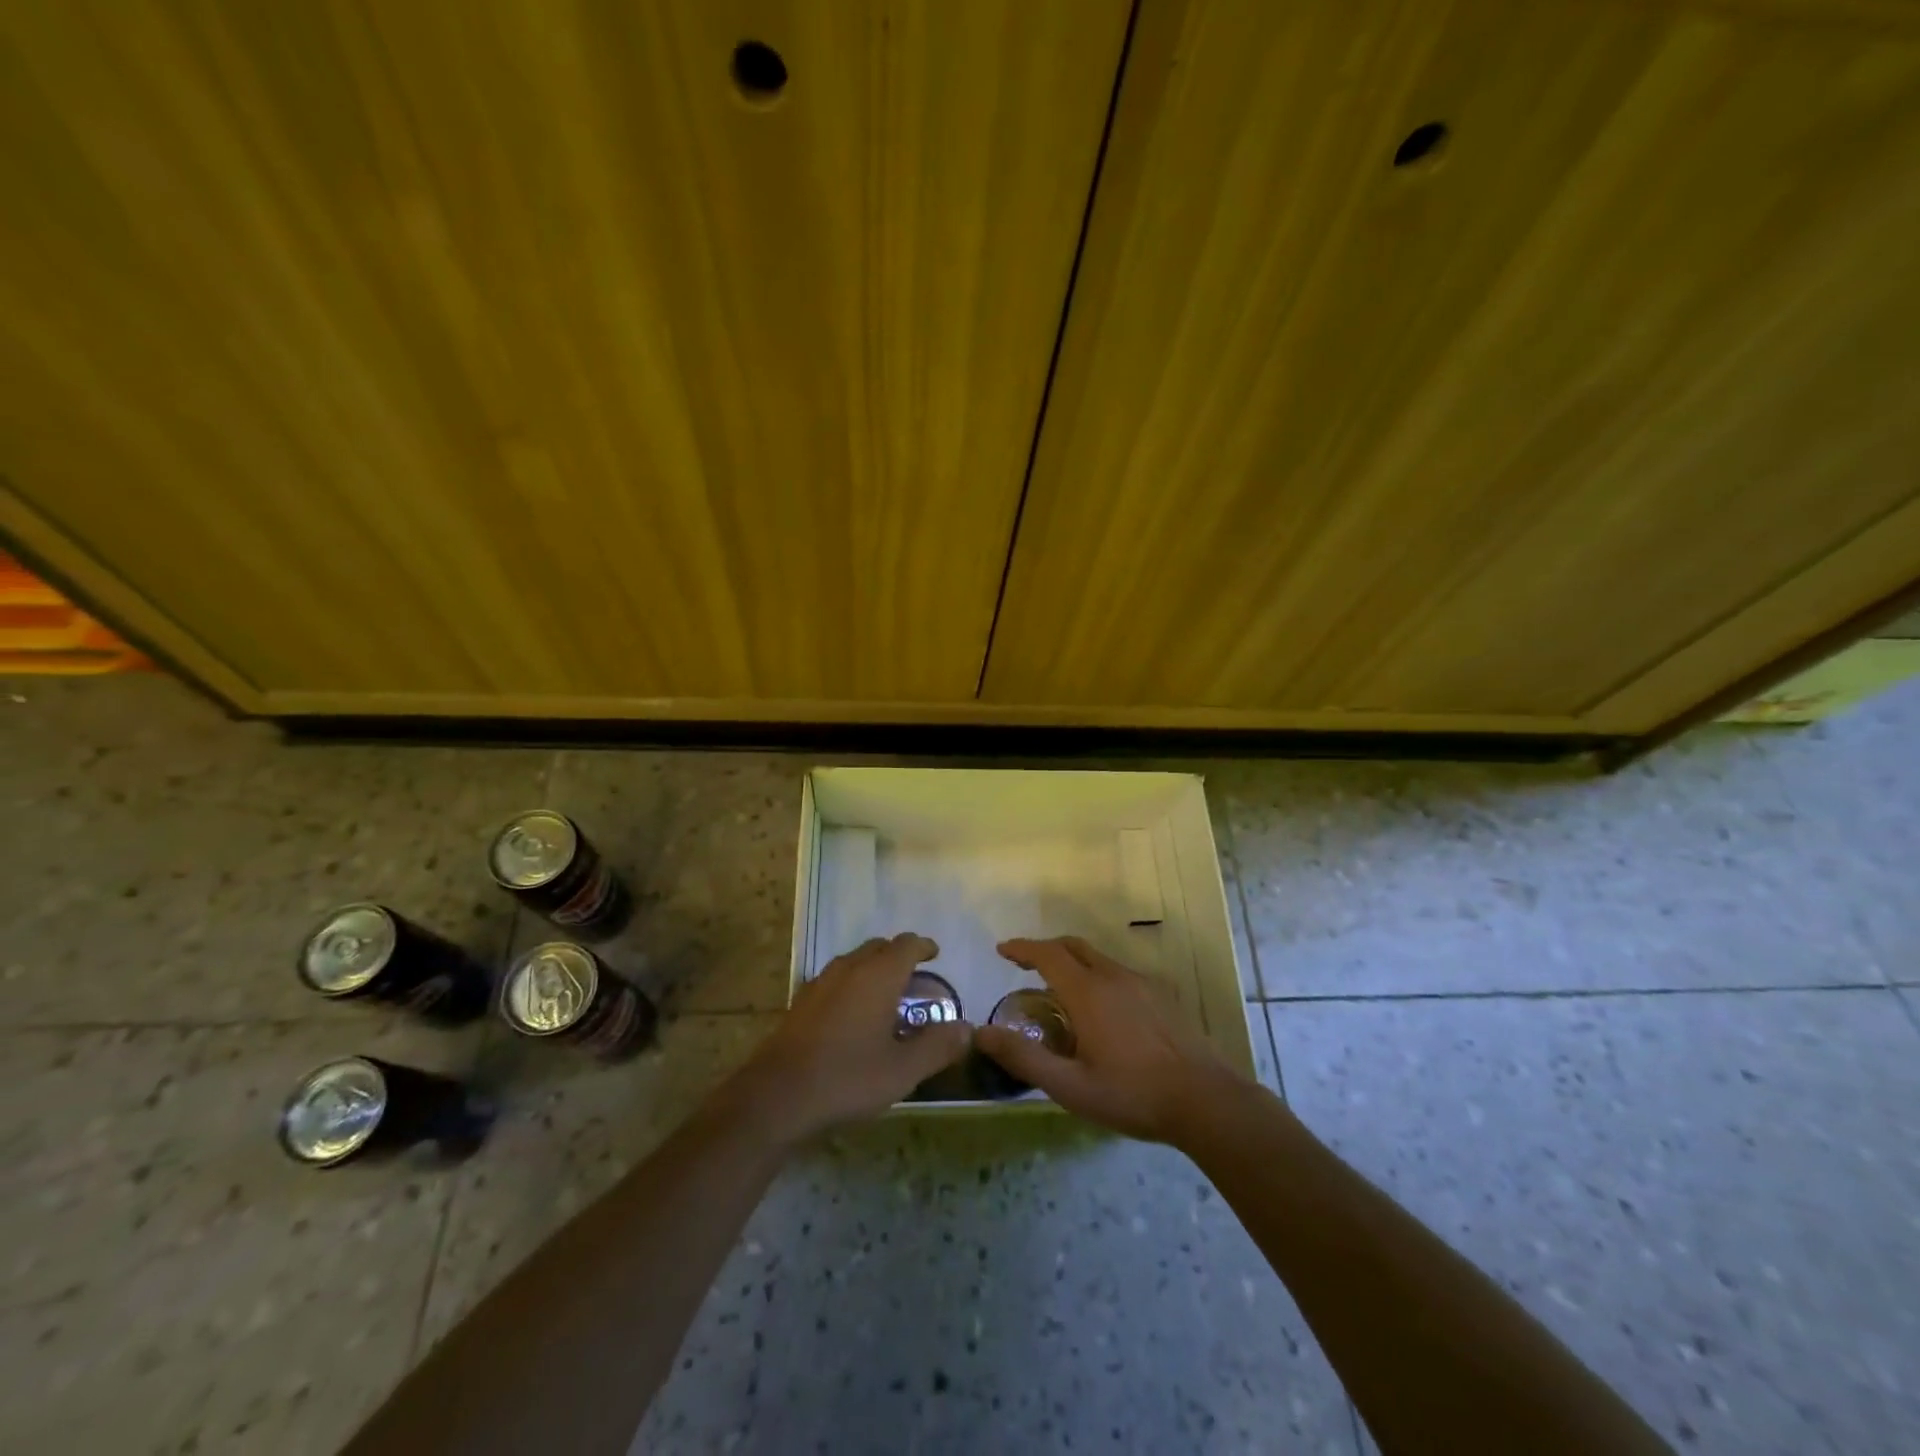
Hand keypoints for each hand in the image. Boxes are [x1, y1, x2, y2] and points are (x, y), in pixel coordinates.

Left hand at [728, 933, 970, 1145]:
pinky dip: (851, 983)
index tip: (935, 954)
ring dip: (873, 967)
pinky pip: (835, 978)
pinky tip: (852, 1013)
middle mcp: (849, 968)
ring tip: (885, 994)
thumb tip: (967, 1029)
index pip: (906, 945)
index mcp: (877, 976)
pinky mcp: (801, 1002)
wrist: (777, 1096)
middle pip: (878, 947)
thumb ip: (937, 1047)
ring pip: (854, 960)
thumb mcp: (902, 1070)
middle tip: (914, 976)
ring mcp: (820, 983)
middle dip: (898, 955)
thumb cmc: (847, 1078)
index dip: (924, 946)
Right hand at [975, 936, 1247, 1143]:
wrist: (1206, 1100)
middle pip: (1073, 947)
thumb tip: (981, 1033)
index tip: (1002, 950)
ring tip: (1059, 990)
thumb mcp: (1070, 1087)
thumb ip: (1024, 1058)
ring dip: (1072, 963)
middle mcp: (1113, 976)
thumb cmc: (1132, 1094)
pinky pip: (1119, 973)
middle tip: (1024, 965)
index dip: (1022, 948)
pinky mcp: (1162, 996)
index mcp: (1088, 992)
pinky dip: (1096, 976)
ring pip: (1098, 959)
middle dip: (1045, 950)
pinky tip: (1101, 1009)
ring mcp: (1142, 983)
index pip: (1047, 954)